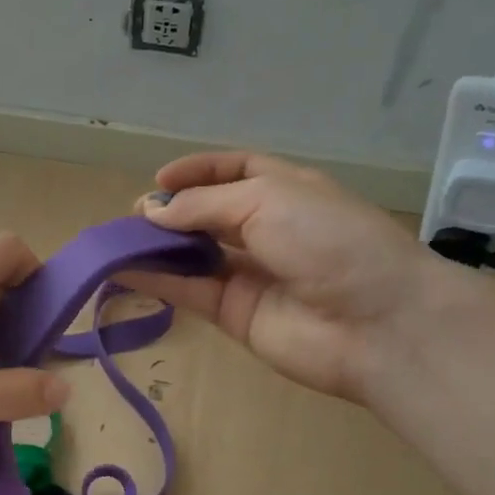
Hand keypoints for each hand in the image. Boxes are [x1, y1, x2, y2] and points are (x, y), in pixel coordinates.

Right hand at [126, 152, 443, 401]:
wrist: (378, 323)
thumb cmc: (329, 240)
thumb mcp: (266, 200)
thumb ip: (204, 205)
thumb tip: (153, 211)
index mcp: (286, 191)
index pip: (236, 171)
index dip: (198, 171)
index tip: (159, 179)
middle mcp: (268, 230)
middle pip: (209, 215)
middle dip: (172, 211)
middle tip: (134, 216)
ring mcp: (252, 275)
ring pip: (194, 255)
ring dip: (157, 247)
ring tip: (117, 241)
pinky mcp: (236, 315)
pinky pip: (190, 291)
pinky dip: (157, 281)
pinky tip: (122, 271)